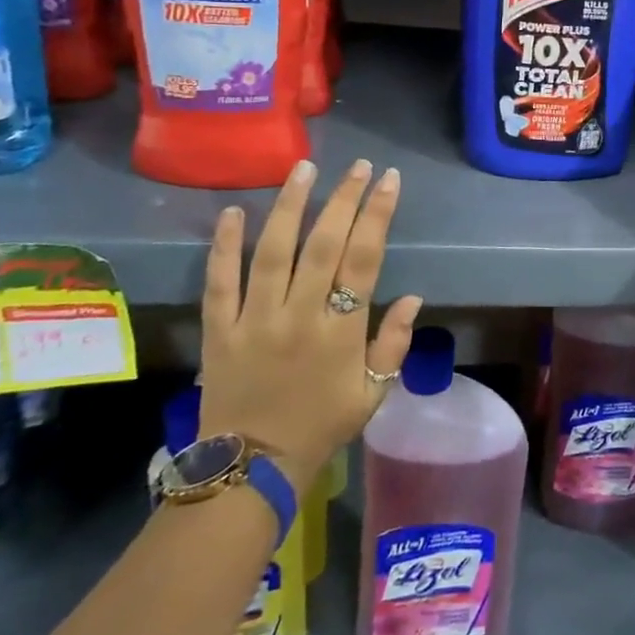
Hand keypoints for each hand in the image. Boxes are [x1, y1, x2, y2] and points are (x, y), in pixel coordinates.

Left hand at [198, 159, 422, 490]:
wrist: (251, 469)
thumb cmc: (321, 427)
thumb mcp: (373, 393)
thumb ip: (394, 344)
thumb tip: (415, 297)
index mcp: (341, 331)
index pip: (364, 260)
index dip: (377, 215)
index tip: (387, 180)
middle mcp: (299, 316)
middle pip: (323, 245)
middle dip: (343, 199)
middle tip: (357, 165)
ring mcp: (255, 320)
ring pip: (272, 252)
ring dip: (289, 206)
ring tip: (304, 168)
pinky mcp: (219, 330)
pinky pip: (219, 282)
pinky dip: (224, 246)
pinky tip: (232, 212)